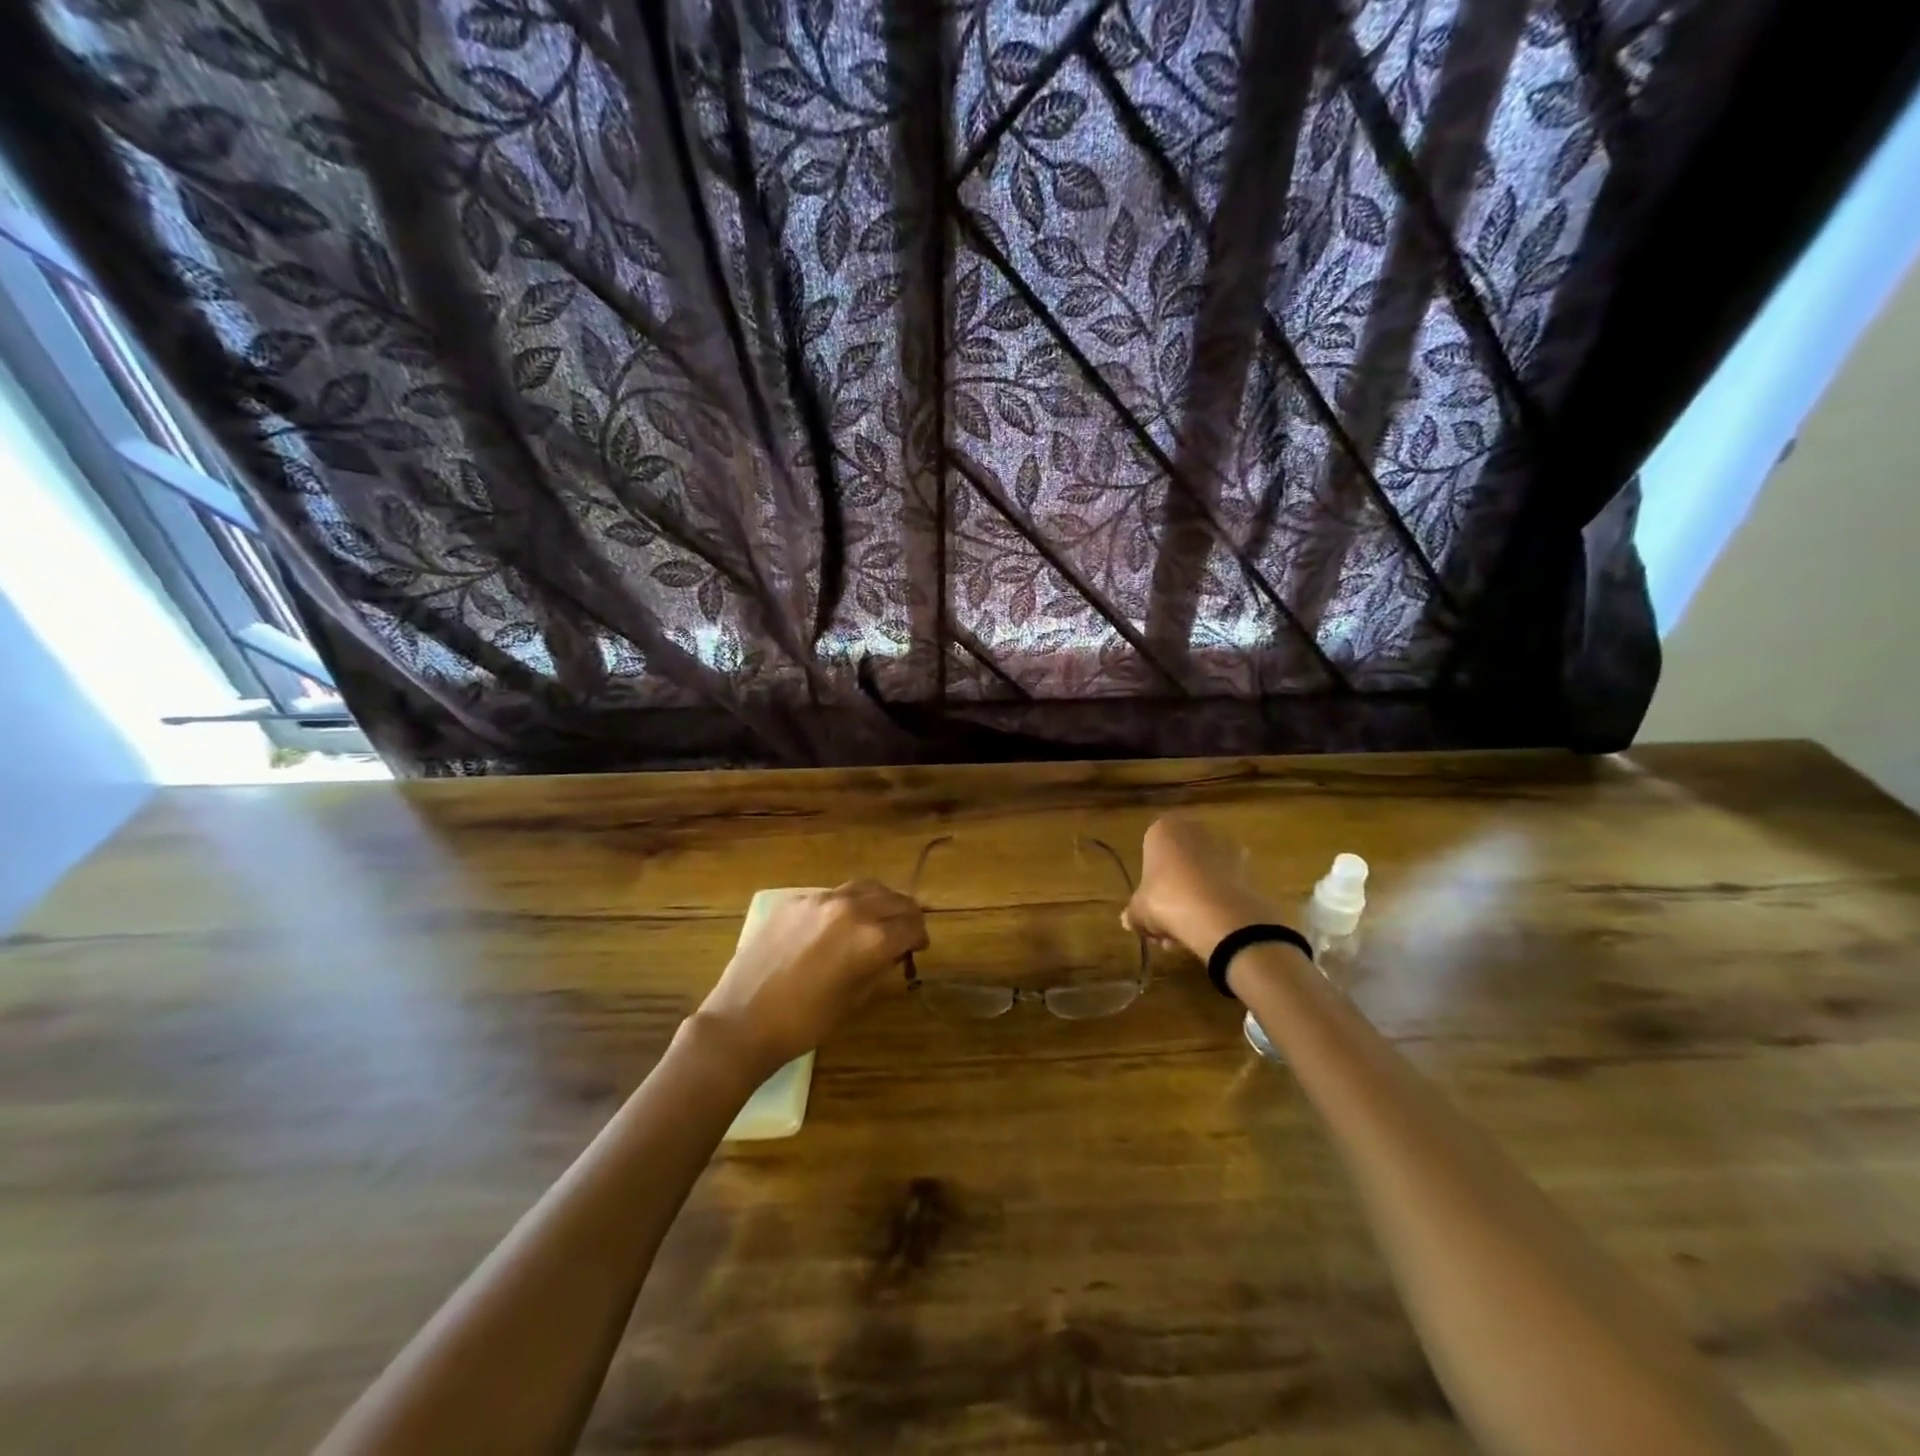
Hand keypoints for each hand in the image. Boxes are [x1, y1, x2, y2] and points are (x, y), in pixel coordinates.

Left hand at [691, 880, 927, 1079]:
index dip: (920, 936)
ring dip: (879, 901)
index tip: (919, 947)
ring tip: (877, 919)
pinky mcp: (794, 901)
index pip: (911, 925)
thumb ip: (879, 967)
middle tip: (906, 931)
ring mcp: (820, 900)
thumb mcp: (855, 1000)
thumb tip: (893, 952)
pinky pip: (832, 895)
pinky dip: (846, 904)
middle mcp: (851, 909)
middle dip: (906, 915)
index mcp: (871, 939)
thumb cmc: (805, 1023)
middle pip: (893, 900)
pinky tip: (837, 925)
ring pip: (864, 887)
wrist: (742, 1022)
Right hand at [1122, 815, 1278, 960]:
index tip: (1149, 909)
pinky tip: (1210, 929)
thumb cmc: (1168, 901)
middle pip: (1178, 863)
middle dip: (1172, 895)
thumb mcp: (1139, 911)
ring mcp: (1226, 846)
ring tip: (1188, 935)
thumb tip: (1128, 921)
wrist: (1222, 917)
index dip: (1148, 884)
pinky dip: (1217, 902)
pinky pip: (1224, 884)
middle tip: (1166, 926)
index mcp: (1163, 829)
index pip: (1150, 852)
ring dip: (1194, 900)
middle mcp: (1195, 829)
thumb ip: (1133, 913)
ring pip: (1202, 875)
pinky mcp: (1250, 867)